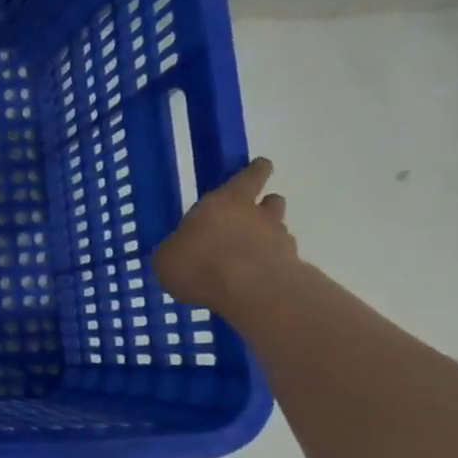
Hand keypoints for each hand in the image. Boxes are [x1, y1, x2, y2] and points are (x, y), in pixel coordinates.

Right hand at [152, 157, 299, 317]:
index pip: (248, 177)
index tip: (262, 165)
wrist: (252, 293)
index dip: (255, 171)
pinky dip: (268, 267)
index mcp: (223, 202)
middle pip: (270, 202)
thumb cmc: (200, 264)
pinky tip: (252, 283)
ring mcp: (279, 241)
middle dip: (264, 206)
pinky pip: (279, 262)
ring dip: (267, 238)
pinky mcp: (291, 268)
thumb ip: (175, 250)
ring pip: (277, 231)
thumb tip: (178, 252)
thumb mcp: (167, 258)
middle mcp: (256, 215)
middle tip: (252, 215)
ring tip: (248, 256)